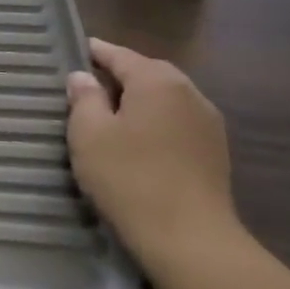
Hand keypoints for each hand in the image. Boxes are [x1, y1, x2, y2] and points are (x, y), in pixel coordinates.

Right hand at [66, 38, 243, 277]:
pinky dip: (156, 120)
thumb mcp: (89, 134)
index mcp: (158, 82)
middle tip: (89, 82)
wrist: (189, 239)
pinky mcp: (215, 153)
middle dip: (121, 73)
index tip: (74, 49)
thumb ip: (84, 98)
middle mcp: (189, 94)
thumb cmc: (129, 177)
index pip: (120, 55)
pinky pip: (178, 121)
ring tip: (111, 110)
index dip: (95, 51)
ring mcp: (208, 124)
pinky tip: (138, 138)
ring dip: (140, 98)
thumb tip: (83, 77)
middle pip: (149, 72)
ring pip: (167, 98)